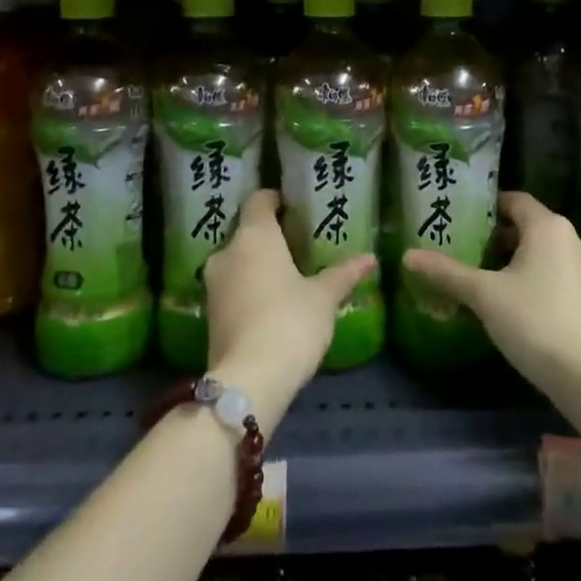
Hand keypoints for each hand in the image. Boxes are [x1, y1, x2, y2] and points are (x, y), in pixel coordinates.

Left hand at [202, 189, 374, 427]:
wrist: (249, 380)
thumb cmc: (290, 321)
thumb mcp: (324, 297)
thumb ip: (344, 274)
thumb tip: (370, 258)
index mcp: (254, 235)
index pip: (259, 199)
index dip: (275, 199)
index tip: (294, 208)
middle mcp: (227, 252)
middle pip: (247, 231)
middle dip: (269, 237)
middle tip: (297, 245)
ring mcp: (213, 285)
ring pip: (237, 262)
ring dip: (257, 265)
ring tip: (287, 276)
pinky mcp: (209, 315)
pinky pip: (232, 289)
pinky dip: (248, 290)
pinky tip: (271, 304)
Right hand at [403, 192, 580, 390]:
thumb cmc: (533, 321)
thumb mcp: (483, 295)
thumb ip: (446, 272)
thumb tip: (407, 255)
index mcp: (549, 227)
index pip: (515, 201)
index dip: (489, 207)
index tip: (464, 219)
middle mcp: (574, 239)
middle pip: (530, 227)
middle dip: (499, 238)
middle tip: (469, 251)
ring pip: (546, 253)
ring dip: (519, 260)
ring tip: (488, 279)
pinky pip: (559, 275)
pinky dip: (537, 280)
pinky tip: (517, 304)